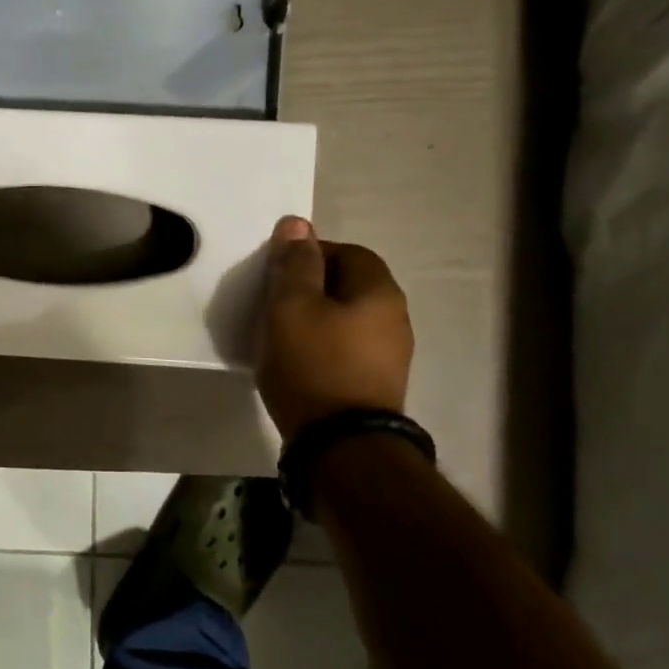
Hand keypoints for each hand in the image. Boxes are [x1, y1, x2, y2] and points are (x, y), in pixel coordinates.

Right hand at [252, 215, 413, 442]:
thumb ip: (294, 264)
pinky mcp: (376, 383)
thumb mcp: (291, 306)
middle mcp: (395, 318)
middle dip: (311, 286)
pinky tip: (298, 360)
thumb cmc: (313, 364)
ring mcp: (390, 354)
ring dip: (316, 317)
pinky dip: (322, 344)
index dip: (310, 254)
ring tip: (280, 333)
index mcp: (379, 292)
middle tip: (273, 302)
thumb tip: (297, 224)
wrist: (340, 444)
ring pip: (347, 317)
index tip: (276, 273)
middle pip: (349, 285)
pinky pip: (347, 347)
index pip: (347, 251)